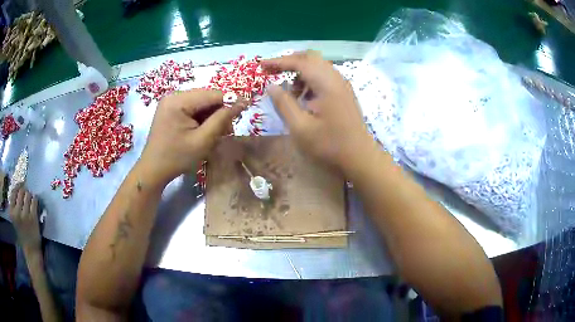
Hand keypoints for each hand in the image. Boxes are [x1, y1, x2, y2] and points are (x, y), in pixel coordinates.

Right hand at [9, 183, 40, 251]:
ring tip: (31, 200)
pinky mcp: (33, 218)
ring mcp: (25, 216)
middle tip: (27, 194)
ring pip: (28, 194)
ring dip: (30, 195)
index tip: (21, 186)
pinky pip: (34, 201)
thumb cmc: (22, 233)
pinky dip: (35, 200)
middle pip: (21, 191)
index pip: (13, 191)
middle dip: (25, 191)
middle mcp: (17, 212)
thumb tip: (19, 187)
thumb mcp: (15, 218)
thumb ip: (15, 205)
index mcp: (11, 212)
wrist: (31, 251)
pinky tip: (35, 202)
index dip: (18, 186)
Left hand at [139, 90, 244, 184]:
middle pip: (206, 97)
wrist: (153, 170)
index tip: (247, 108)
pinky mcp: (170, 109)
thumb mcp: (203, 140)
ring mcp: (170, 102)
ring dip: (212, 115)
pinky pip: (192, 108)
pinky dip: (202, 118)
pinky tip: (205, 130)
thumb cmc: (177, 158)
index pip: (212, 94)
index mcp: (178, 101)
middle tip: (228, 129)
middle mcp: (173, 96)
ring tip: (217, 132)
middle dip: (219, 111)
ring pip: (200, 103)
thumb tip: (241, 103)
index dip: (230, 100)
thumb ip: (222, 119)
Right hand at [262, 51, 370, 172]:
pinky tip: (303, 96)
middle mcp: (336, 78)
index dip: (279, 62)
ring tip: (288, 90)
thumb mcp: (300, 127)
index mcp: (326, 83)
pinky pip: (324, 76)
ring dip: (300, 71)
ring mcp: (342, 84)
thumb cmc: (329, 145)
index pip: (300, 62)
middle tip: (272, 72)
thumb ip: (284, 104)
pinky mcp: (344, 92)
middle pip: (310, 58)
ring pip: (318, 66)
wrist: (360, 157)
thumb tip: (271, 86)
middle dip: (289, 61)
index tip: (261, 65)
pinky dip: (309, 79)